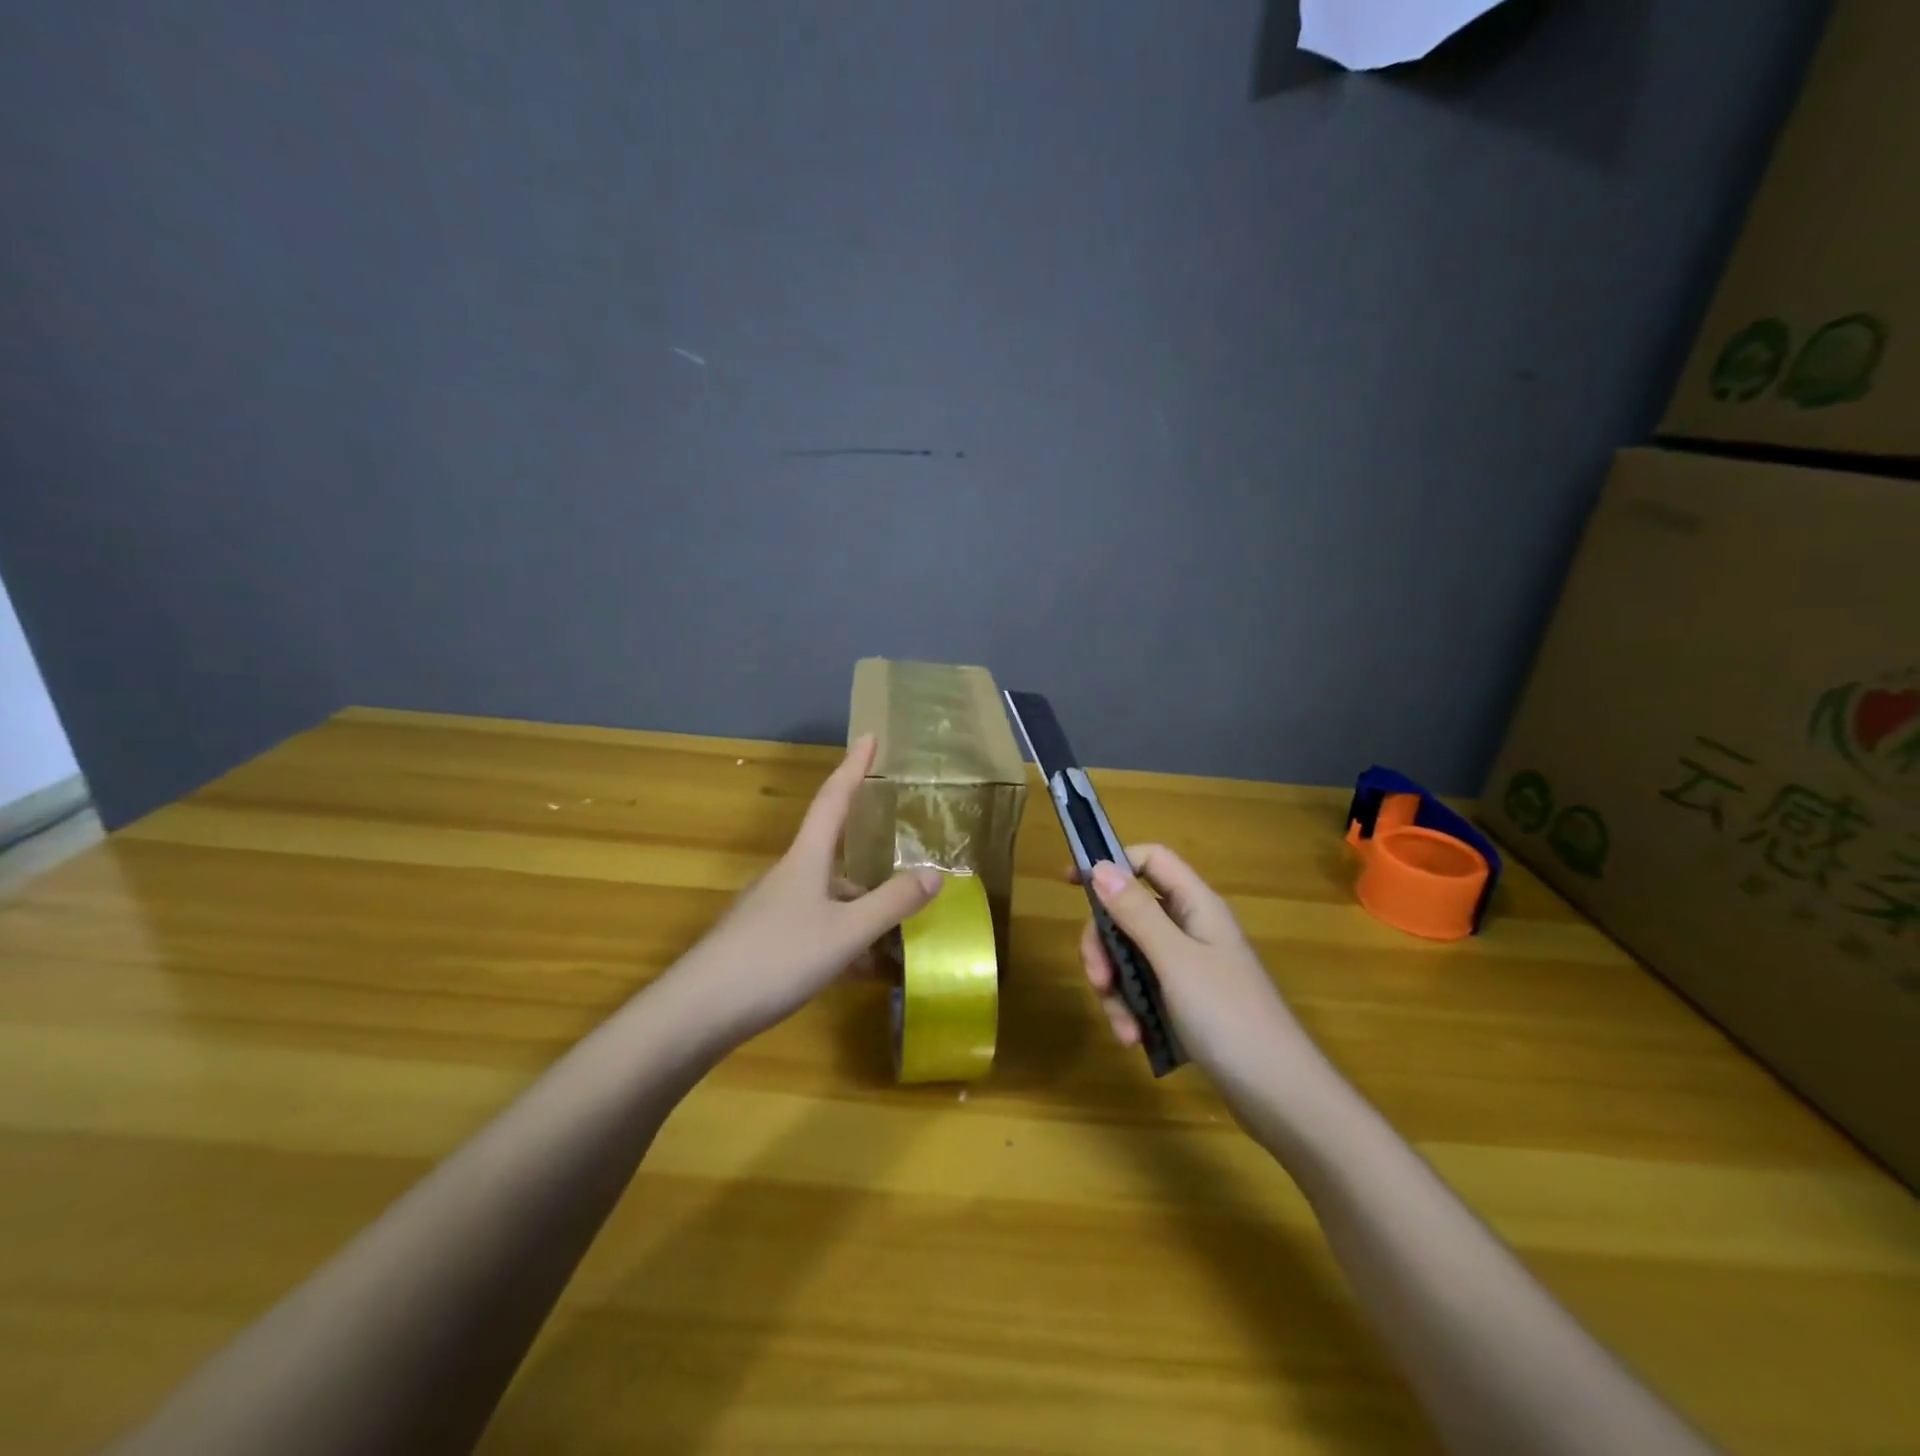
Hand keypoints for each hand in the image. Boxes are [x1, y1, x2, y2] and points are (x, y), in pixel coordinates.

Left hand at [662, 735, 942, 1045]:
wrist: (697, 1012)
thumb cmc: (777, 959)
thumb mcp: (845, 933)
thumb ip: (891, 903)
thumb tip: (934, 874)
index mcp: (805, 860)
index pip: (834, 799)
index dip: (854, 767)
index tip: (869, 736)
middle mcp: (786, 876)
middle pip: (835, 860)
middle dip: (871, 876)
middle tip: (904, 894)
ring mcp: (768, 910)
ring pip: (826, 901)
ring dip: (857, 916)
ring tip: (889, 947)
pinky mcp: (758, 942)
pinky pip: (810, 929)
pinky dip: (838, 941)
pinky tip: (852, 973)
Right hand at [1075, 847, 1313, 1093]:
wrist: (1281, 1096)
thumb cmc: (1229, 1016)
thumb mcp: (1175, 960)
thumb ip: (1136, 912)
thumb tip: (1100, 867)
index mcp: (1196, 907)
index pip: (1151, 861)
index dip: (1113, 864)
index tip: (1071, 884)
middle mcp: (1192, 929)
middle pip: (1130, 913)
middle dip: (1105, 945)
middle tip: (1098, 979)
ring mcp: (1189, 968)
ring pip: (1132, 956)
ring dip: (1116, 988)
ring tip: (1123, 1026)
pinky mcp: (1186, 1002)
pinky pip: (1145, 990)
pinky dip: (1132, 1010)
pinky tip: (1133, 1038)